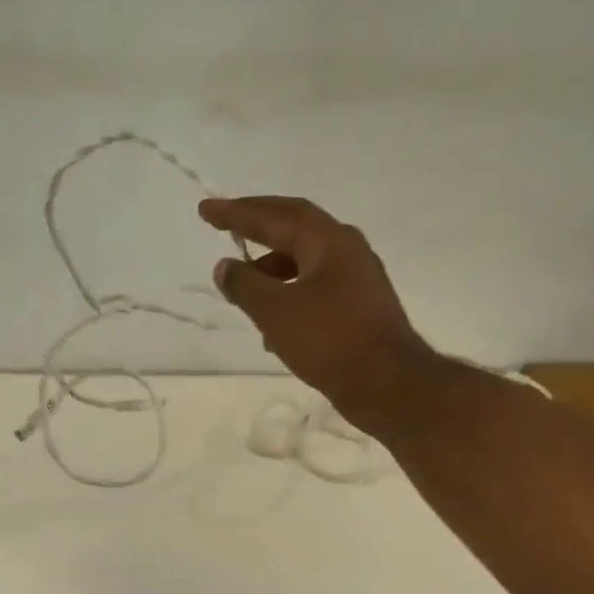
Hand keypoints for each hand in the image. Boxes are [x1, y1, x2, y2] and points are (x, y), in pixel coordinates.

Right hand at [200, 195, 435, 433]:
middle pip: (294, 227)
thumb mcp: (275, 311)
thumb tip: (225, 267)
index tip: (205, 209)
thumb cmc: (329, 340)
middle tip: (225, 224)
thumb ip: (244, 284)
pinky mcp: (359, 307)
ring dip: (271, 268)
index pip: (274, 216)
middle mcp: (347, 250)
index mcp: (328, 241)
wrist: (388, 385)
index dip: (236, 213)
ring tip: (242, 289)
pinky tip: (272, 327)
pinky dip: (289, 294)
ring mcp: (357, 278)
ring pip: (305, 261)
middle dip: (257, 226)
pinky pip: (315, 288)